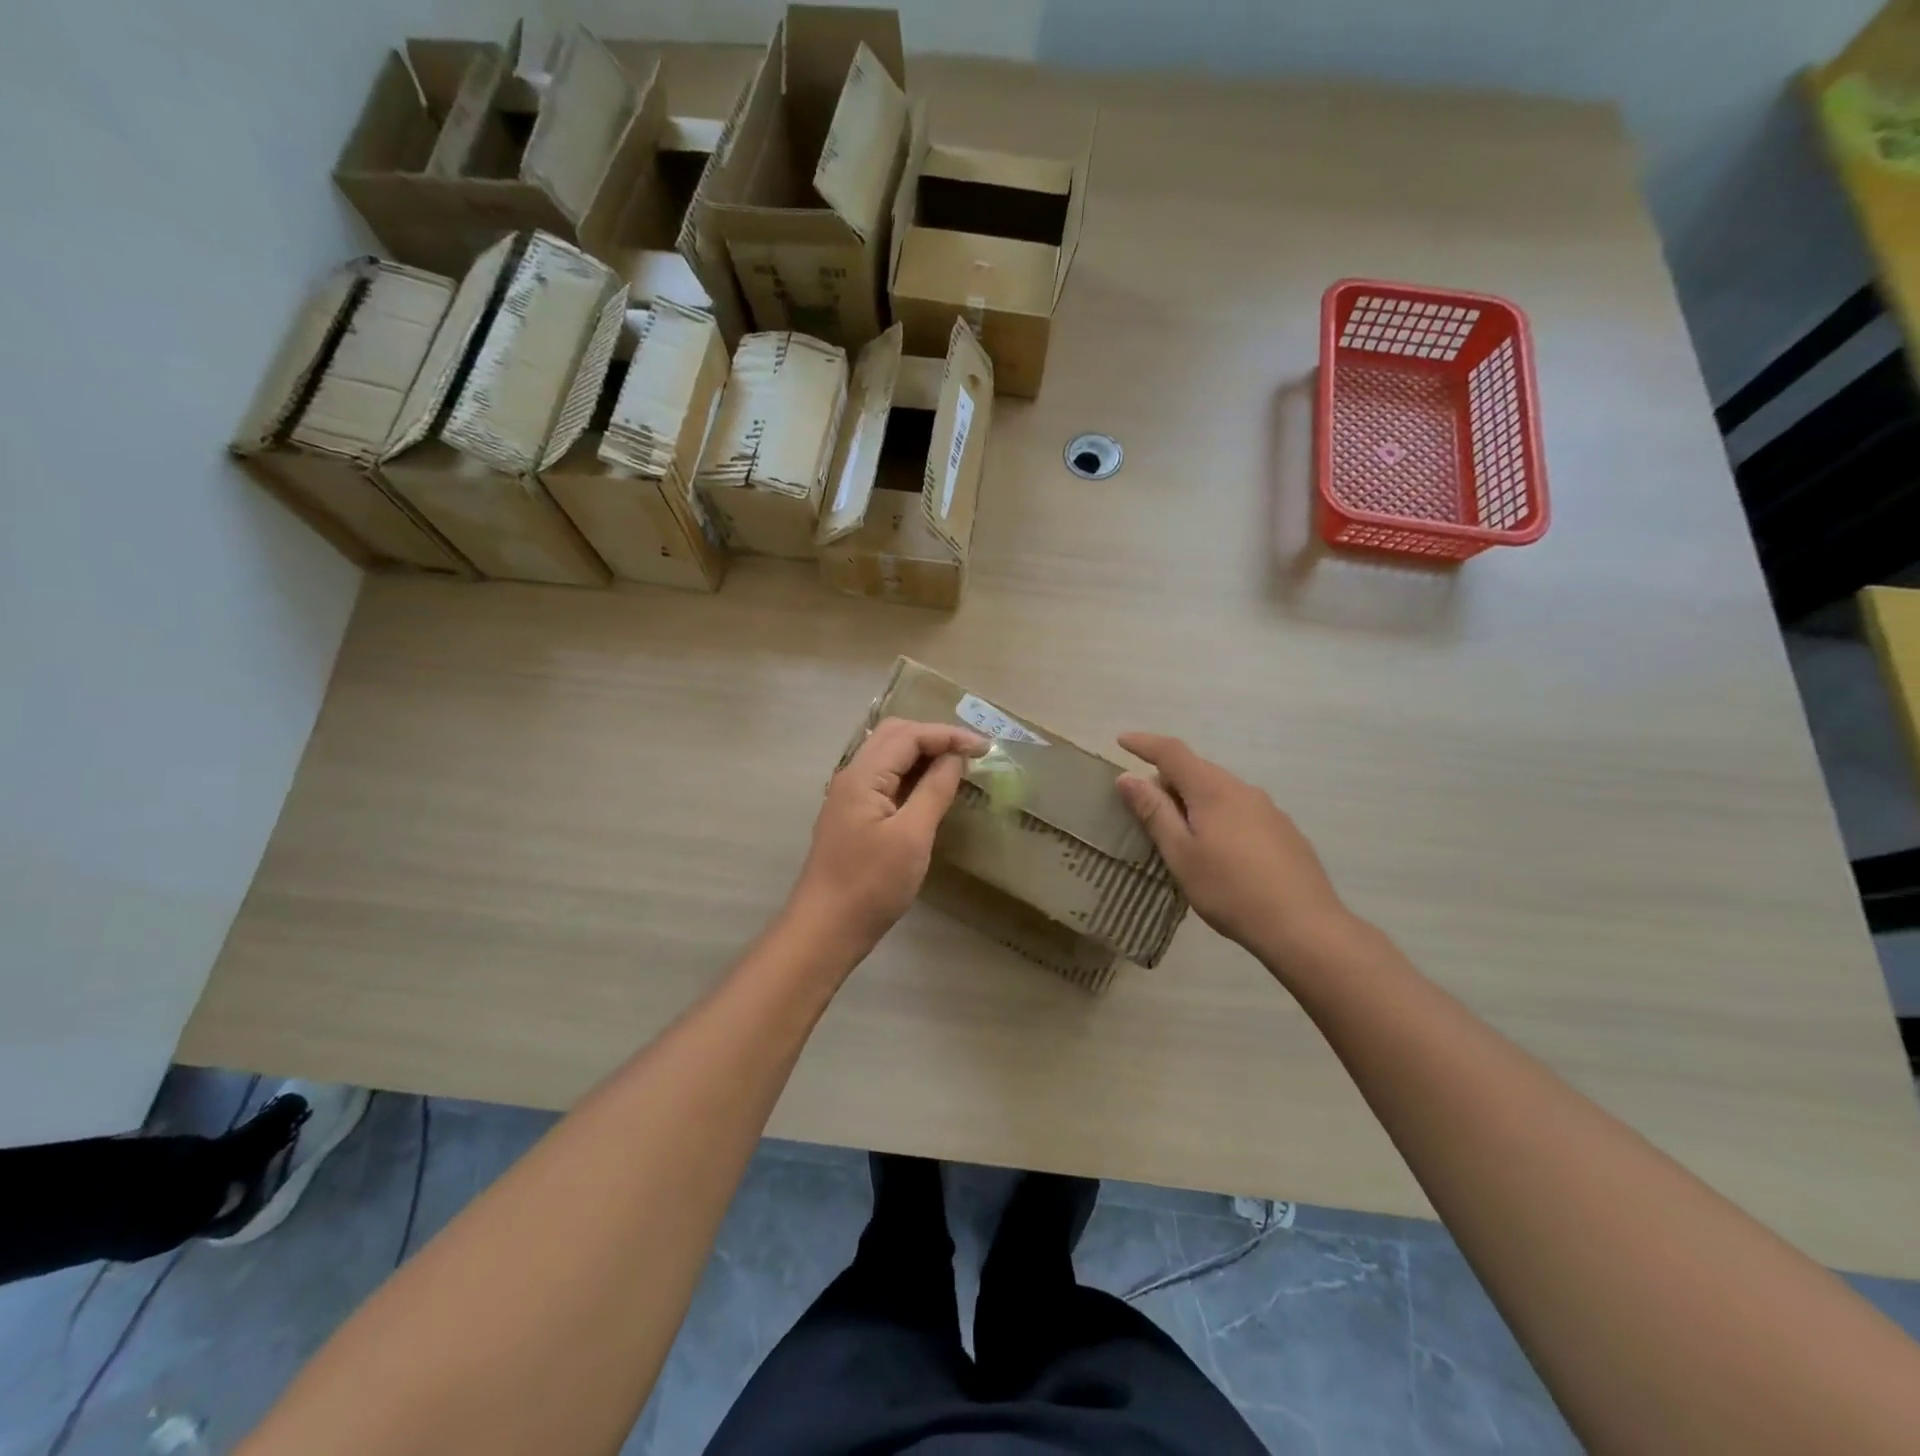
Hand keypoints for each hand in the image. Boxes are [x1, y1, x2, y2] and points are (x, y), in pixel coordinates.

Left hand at [787, 718, 986, 960]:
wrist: (825, 929)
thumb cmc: (871, 884)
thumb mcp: (911, 836)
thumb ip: (934, 790)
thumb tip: (955, 757)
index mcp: (862, 775)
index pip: (908, 735)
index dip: (948, 735)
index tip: (985, 747)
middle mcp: (852, 776)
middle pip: (894, 736)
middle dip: (934, 737)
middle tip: (970, 753)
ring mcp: (849, 797)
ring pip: (888, 756)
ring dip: (922, 753)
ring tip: (958, 766)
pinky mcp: (853, 816)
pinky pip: (885, 779)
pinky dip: (911, 775)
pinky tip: (931, 790)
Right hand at [1116, 733, 1351, 964]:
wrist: (1304, 926)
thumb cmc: (1230, 890)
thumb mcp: (1181, 854)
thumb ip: (1154, 812)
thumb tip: (1128, 777)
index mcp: (1213, 790)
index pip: (1172, 752)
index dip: (1145, 743)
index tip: (1121, 740)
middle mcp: (1242, 789)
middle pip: (1197, 769)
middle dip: (1167, 777)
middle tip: (1143, 801)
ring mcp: (1268, 809)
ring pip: (1220, 790)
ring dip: (1193, 798)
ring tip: (1178, 828)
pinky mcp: (1284, 831)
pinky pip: (1240, 809)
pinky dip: (1217, 815)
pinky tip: (1217, 849)